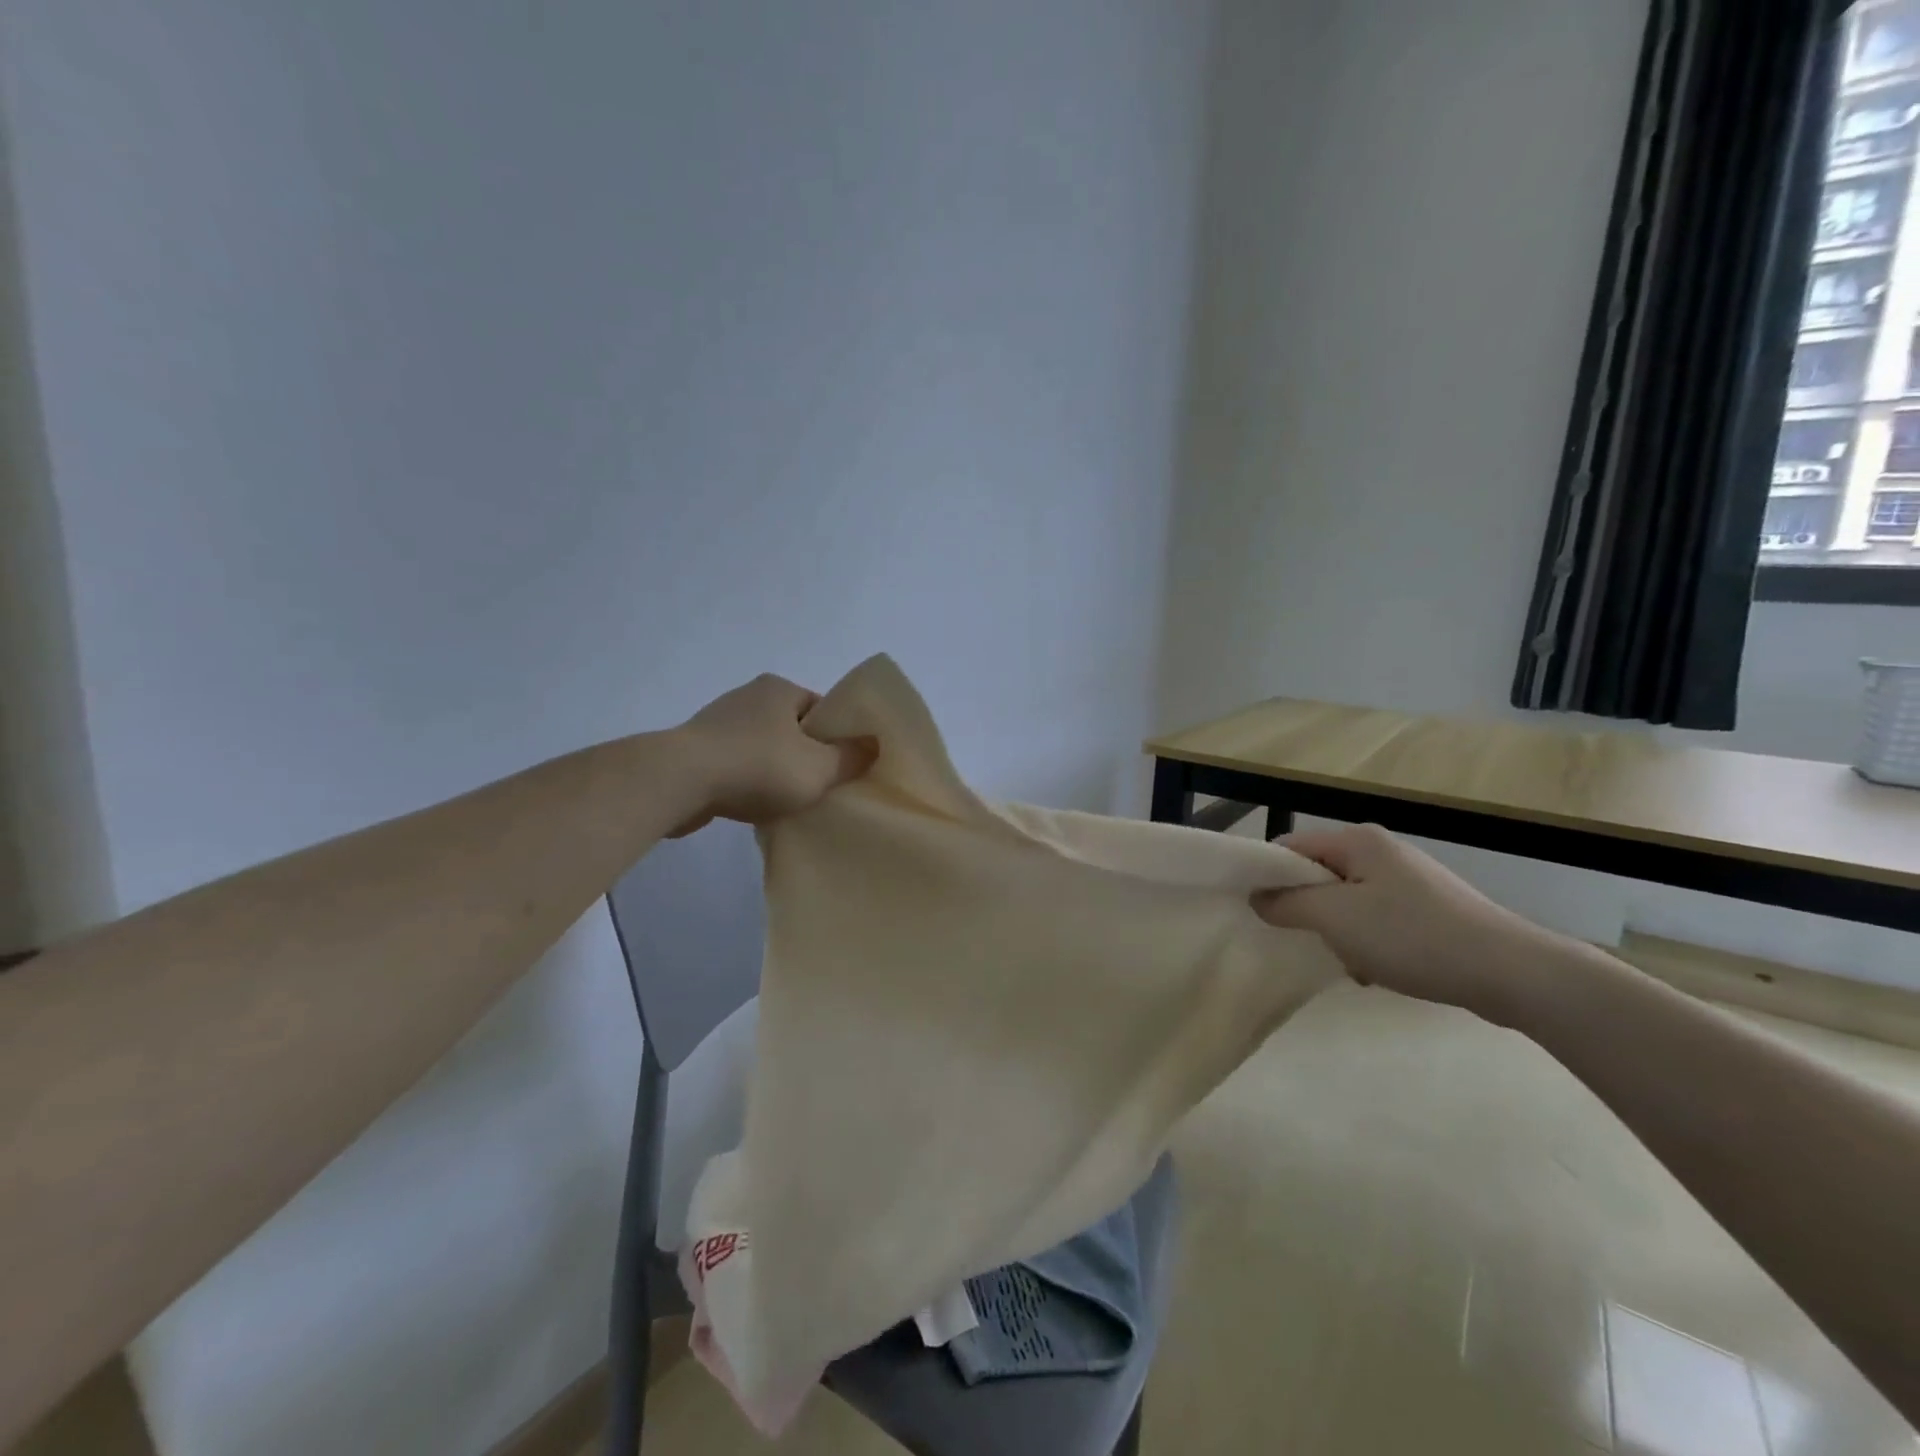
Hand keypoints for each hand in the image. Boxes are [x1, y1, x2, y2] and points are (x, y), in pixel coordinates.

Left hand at [671, 674, 871, 834]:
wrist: (679, 782)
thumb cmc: (758, 767)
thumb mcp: (819, 767)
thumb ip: (851, 758)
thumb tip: (874, 745)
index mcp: (779, 689)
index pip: (821, 708)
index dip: (837, 736)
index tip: (844, 765)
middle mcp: (748, 697)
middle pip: (792, 728)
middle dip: (806, 755)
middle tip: (822, 786)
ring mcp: (717, 723)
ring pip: (762, 748)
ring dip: (775, 770)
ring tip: (788, 801)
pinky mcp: (695, 751)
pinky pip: (735, 765)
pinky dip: (747, 781)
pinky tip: (753, 805)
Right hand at [1252, 824, 1565, 1022]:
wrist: (1511, 973)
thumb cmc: (1412, 936)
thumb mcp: (1335, 918)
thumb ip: (1287, 904)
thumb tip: (1257, 898)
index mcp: (1357, 841)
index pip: (1290, 847)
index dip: (1267, 876)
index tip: (1256, 912)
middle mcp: (1382, 852)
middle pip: (1319, 876)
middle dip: (1308, 911)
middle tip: (1309, 941)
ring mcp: (1409, 882)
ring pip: (1347, 902)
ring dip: (1339, 933)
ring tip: (1351, 962)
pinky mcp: (1429, 910)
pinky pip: (1377, 920)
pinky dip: (1368, 943)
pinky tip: (1379, 971)